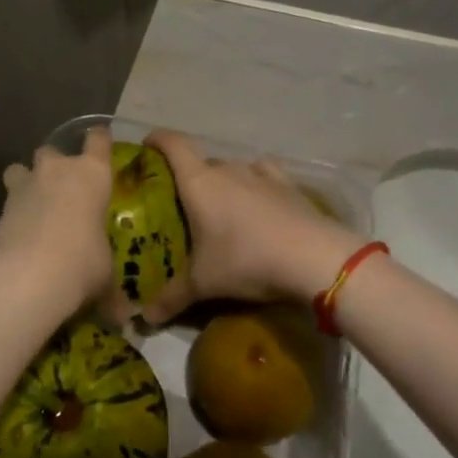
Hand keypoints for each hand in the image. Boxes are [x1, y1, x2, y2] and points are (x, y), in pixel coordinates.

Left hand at [0, 126, 116, 320]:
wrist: (27, 277)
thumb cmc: (82, 263)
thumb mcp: (105, 275)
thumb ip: (111, 285)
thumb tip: (124, 319)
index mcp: (92, 174)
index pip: (98, 139)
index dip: (99, 140)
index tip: (100, 147)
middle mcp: (58, 170)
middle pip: (53, 149)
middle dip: (56, 165)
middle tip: (64, 190)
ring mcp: (25, 186)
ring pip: (21, 168)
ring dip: (27, 181)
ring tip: (35, 206)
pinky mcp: (0, 208)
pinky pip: (9, 200)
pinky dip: (15, 213)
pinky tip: (22, 235)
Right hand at [143, 131, 365, 324]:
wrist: (312, 257)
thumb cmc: (246, 260)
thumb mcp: (203, 283)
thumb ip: (171, 297)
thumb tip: (145, 317)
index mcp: (199, 183)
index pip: (173, 144)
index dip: (157, 139)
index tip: (146, 145)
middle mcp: (228, 169)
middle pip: (201, 162)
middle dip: (188, 177)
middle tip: (180, 203)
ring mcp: (261, 174)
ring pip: (232, 169)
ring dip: (222, 182)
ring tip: (219, 207)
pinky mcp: (288, 185)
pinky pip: (262, 174)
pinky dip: (254, 183)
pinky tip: (256, 200)